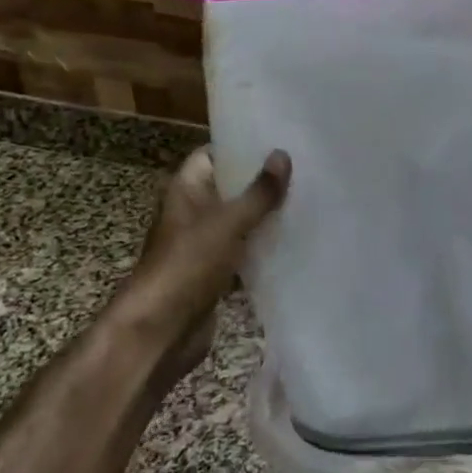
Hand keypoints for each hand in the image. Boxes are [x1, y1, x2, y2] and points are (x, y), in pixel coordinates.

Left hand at [111, 147, 290, 386]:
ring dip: (267, 216)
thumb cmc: (188, 265)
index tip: (280, 140)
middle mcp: (193, 212)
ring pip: (240, 222)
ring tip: (310, 199)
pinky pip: (244, 252)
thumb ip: (258, 192)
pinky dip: (265, 248)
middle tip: (307, 169)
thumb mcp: (228, 223)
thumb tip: (282, 154)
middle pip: (230, 188)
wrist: (161, 332)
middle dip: (263, 182)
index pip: (213, 155)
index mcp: (187, 190)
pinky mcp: (216, 274)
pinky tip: (298, 240)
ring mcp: (204, 245)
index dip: (242, 146)